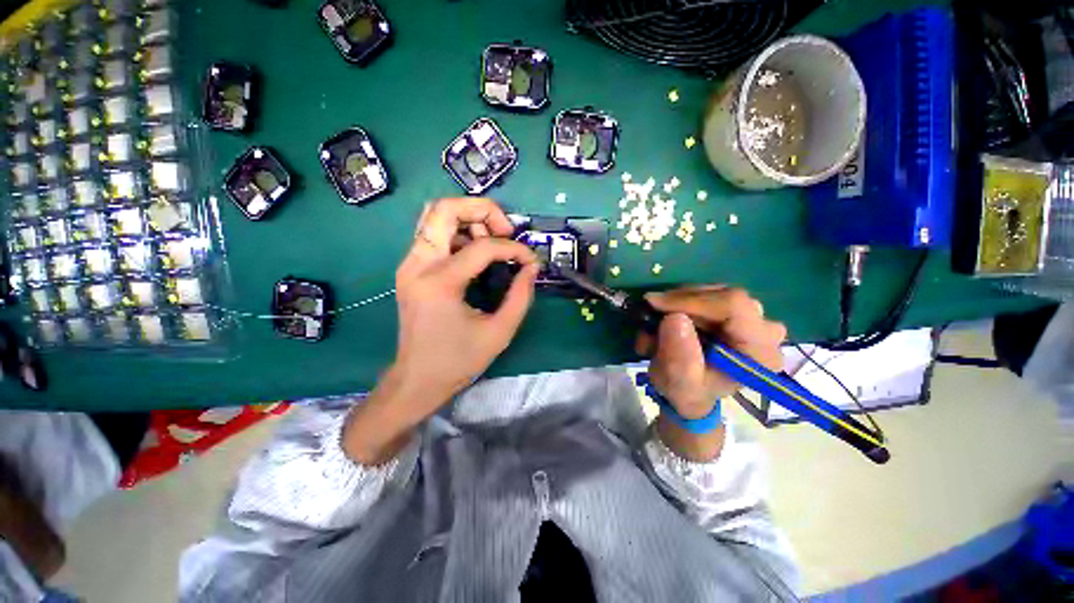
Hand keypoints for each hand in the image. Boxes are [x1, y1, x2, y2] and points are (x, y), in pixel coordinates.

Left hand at [391, 198, 538, 408]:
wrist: (417, 379)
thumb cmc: (458, 361)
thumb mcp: (499, 332)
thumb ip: (521, 296)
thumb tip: (532, 267)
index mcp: (440, 283)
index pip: (483, 247)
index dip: (513, 249)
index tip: (530, 260)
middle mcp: (418, 264)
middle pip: (444, 208)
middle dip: (482, 210)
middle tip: (506, 231)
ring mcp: (410, 264)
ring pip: (435, 216)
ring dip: (470, 219)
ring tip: (494, 241)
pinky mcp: (411, 269)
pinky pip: (434, 234)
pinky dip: (459, 232)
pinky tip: (477, 252)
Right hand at [637, 286, 786, 419]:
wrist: (692, 392)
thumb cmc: (688, 392)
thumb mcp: (679, 383)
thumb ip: (680, 357)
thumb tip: (674, 318)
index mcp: (760, 351)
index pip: (733, 306)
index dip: (691, 300)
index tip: (654, 304)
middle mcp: (765, 330)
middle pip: (722, 295)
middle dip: (679, 302)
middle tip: (651, 313)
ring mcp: (754, 317)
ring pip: (712, 291)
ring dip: (677, 302)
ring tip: (655, 321)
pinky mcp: (737, 310)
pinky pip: (707, 294)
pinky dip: (681, 302)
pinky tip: (667, 317)